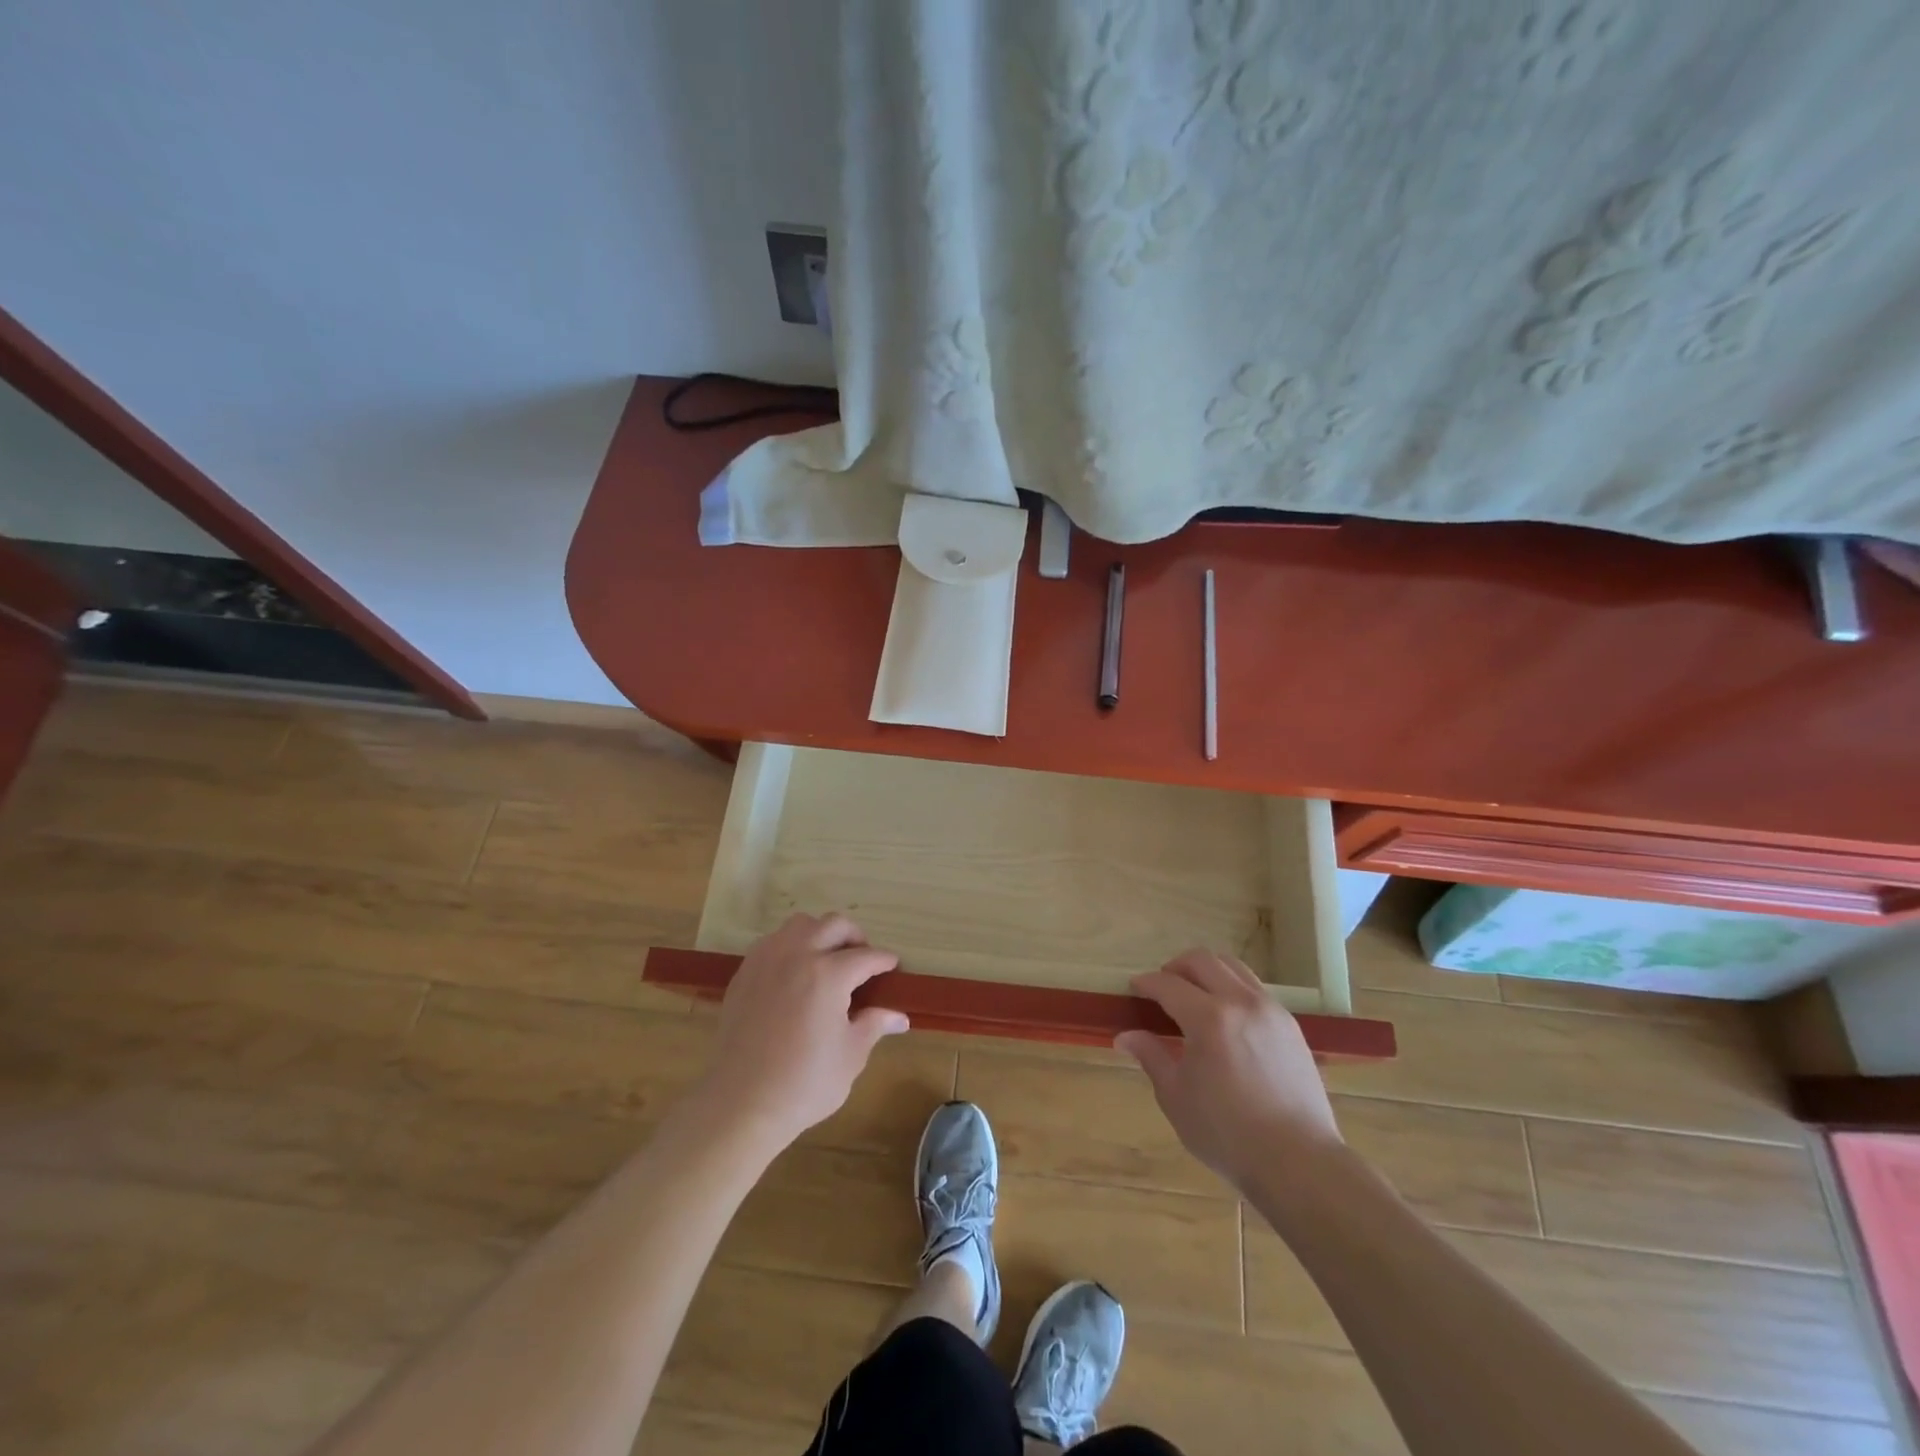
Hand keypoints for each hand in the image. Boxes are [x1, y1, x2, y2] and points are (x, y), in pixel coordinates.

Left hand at [690, 912, 908, 1152]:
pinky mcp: (745, 973)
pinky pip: (773, 942)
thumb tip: (899, 1016)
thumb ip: (874, 1025)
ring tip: (827, 959)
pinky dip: (791, 946)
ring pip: (800, 924)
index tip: (893, 966)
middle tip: (862, 960)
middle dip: (855, 937)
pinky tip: (795, 973)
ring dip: (820, 934)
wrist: (742, 1103)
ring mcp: (767, 961)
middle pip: (834, 925)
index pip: (866, 956)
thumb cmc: (804, 1083)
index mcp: (829, 974)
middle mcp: (798, 955)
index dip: (884, 961)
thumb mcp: (851, 1055)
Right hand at [1114, 947, 1341, 1191]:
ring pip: (1233, 967)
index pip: (1168, 984)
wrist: (1299, 1163)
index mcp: (1209, 1018)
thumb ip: (1151, 1056)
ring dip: (1206, 972)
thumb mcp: (1176, 1097)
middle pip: (1202, 961)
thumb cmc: (1228, 1134)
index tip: (1134, 990)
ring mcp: (1270, 1010)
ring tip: (1193, 997)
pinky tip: (1225, 1019)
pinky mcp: (1290, 1025)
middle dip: (1175, 967)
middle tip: (1161, 989)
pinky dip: (1232, 989)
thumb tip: (1125, 1036)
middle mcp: (1241, 1002)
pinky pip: (1254, 989)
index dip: (1146, 983)